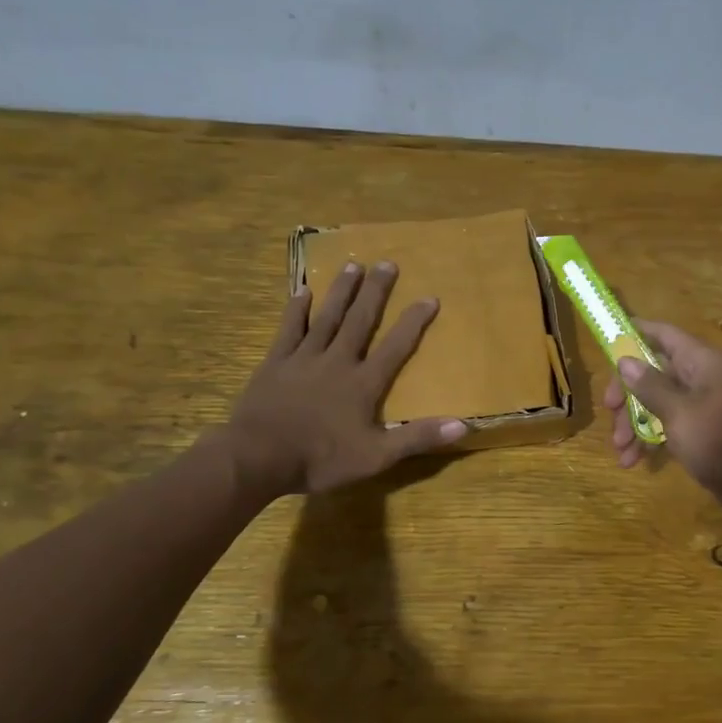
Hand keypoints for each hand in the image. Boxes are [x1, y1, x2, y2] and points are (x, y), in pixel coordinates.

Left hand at [226, 261, 467, 497]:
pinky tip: (302, 291)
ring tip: (353, 265)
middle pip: (360, 320)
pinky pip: (289, 329)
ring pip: (327, 317)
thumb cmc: (320, 459)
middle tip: (388, 263)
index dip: (414, 322)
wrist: (258, 458)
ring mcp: (304, 359)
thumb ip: (417, 438)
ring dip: (341, 291)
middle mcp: (337, 361)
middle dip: (376, 291)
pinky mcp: (276, 363)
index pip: (396, 346)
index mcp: (363, 383)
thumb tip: (463, 424)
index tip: (429, 297)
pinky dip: (296, 310)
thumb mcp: (376, 457)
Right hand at [604, 320, 721, 528]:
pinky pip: (672, 426)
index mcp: (703, 363)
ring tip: (621, 453)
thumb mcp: (681, 415)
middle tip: (610, 417)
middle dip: (628, 395)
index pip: (663, 335)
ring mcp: (707, 406)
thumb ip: (651, 387)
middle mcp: (705, 378)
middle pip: (655, 372)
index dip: (633, 335)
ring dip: (635, 423)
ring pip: (660, 403)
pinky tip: (635, 461)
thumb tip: (625, 360)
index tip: (604, 344)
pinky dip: (652, 439)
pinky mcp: (708, 432)